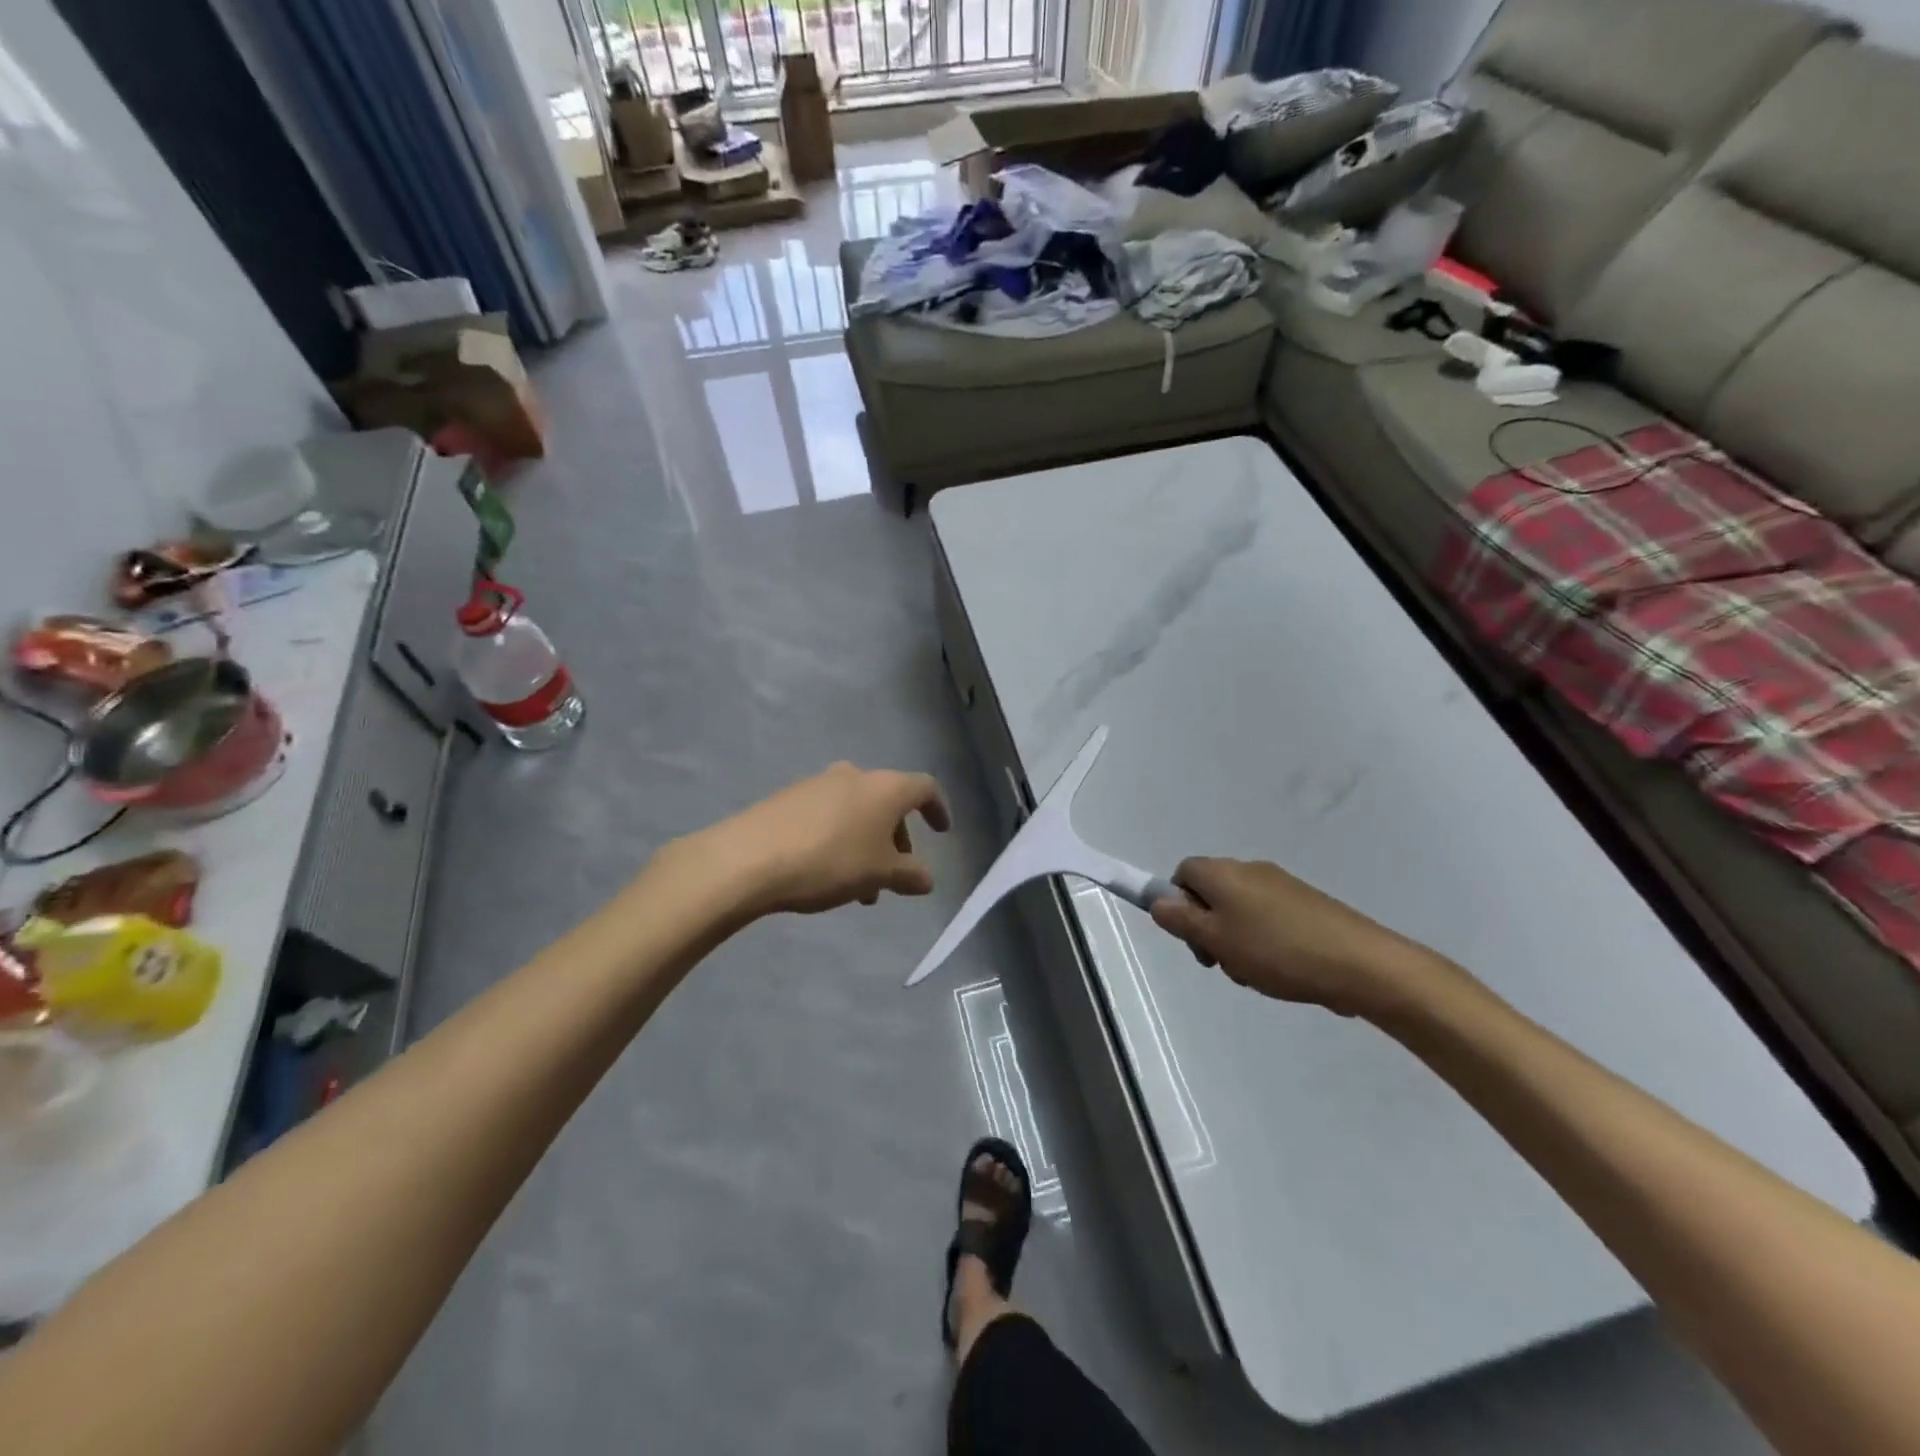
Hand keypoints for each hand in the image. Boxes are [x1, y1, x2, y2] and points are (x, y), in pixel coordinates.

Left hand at [691, 763, 951, 917]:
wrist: (748, 858)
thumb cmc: (830, 862)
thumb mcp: (879, 875)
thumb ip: (910, 875)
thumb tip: (926, 878)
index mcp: (885, 787)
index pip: (925, 788)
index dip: (937, 809)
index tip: (941, 833)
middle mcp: (855, 776)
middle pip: (888, 801)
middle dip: (897, 838)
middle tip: (894, 874)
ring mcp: (818, 783)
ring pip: (857, 812)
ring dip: (867, 844)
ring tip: (860, 888)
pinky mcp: (789, 797)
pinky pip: (828, 815)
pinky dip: (840, 838)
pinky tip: (827, 872)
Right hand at [1150, 858, 1449, 1019]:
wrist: (1362, 963)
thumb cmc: (1277, 951)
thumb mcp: (1217, 940)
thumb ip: (1181, 920)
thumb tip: (1158, 901)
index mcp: (1224, 873)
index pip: (1183, 873)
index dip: (1178, 903)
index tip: (1192, 938)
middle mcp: (1250, 870)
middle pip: (1211, 893)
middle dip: (1208, 929)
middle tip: (1222, 964)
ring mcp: (1283, 886)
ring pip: (1240, 911)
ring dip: (1237, 941)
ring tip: (1256, 975)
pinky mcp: (1308, 905)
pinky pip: (1270, 920)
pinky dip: (1266, 943)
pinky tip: (1282, 972)